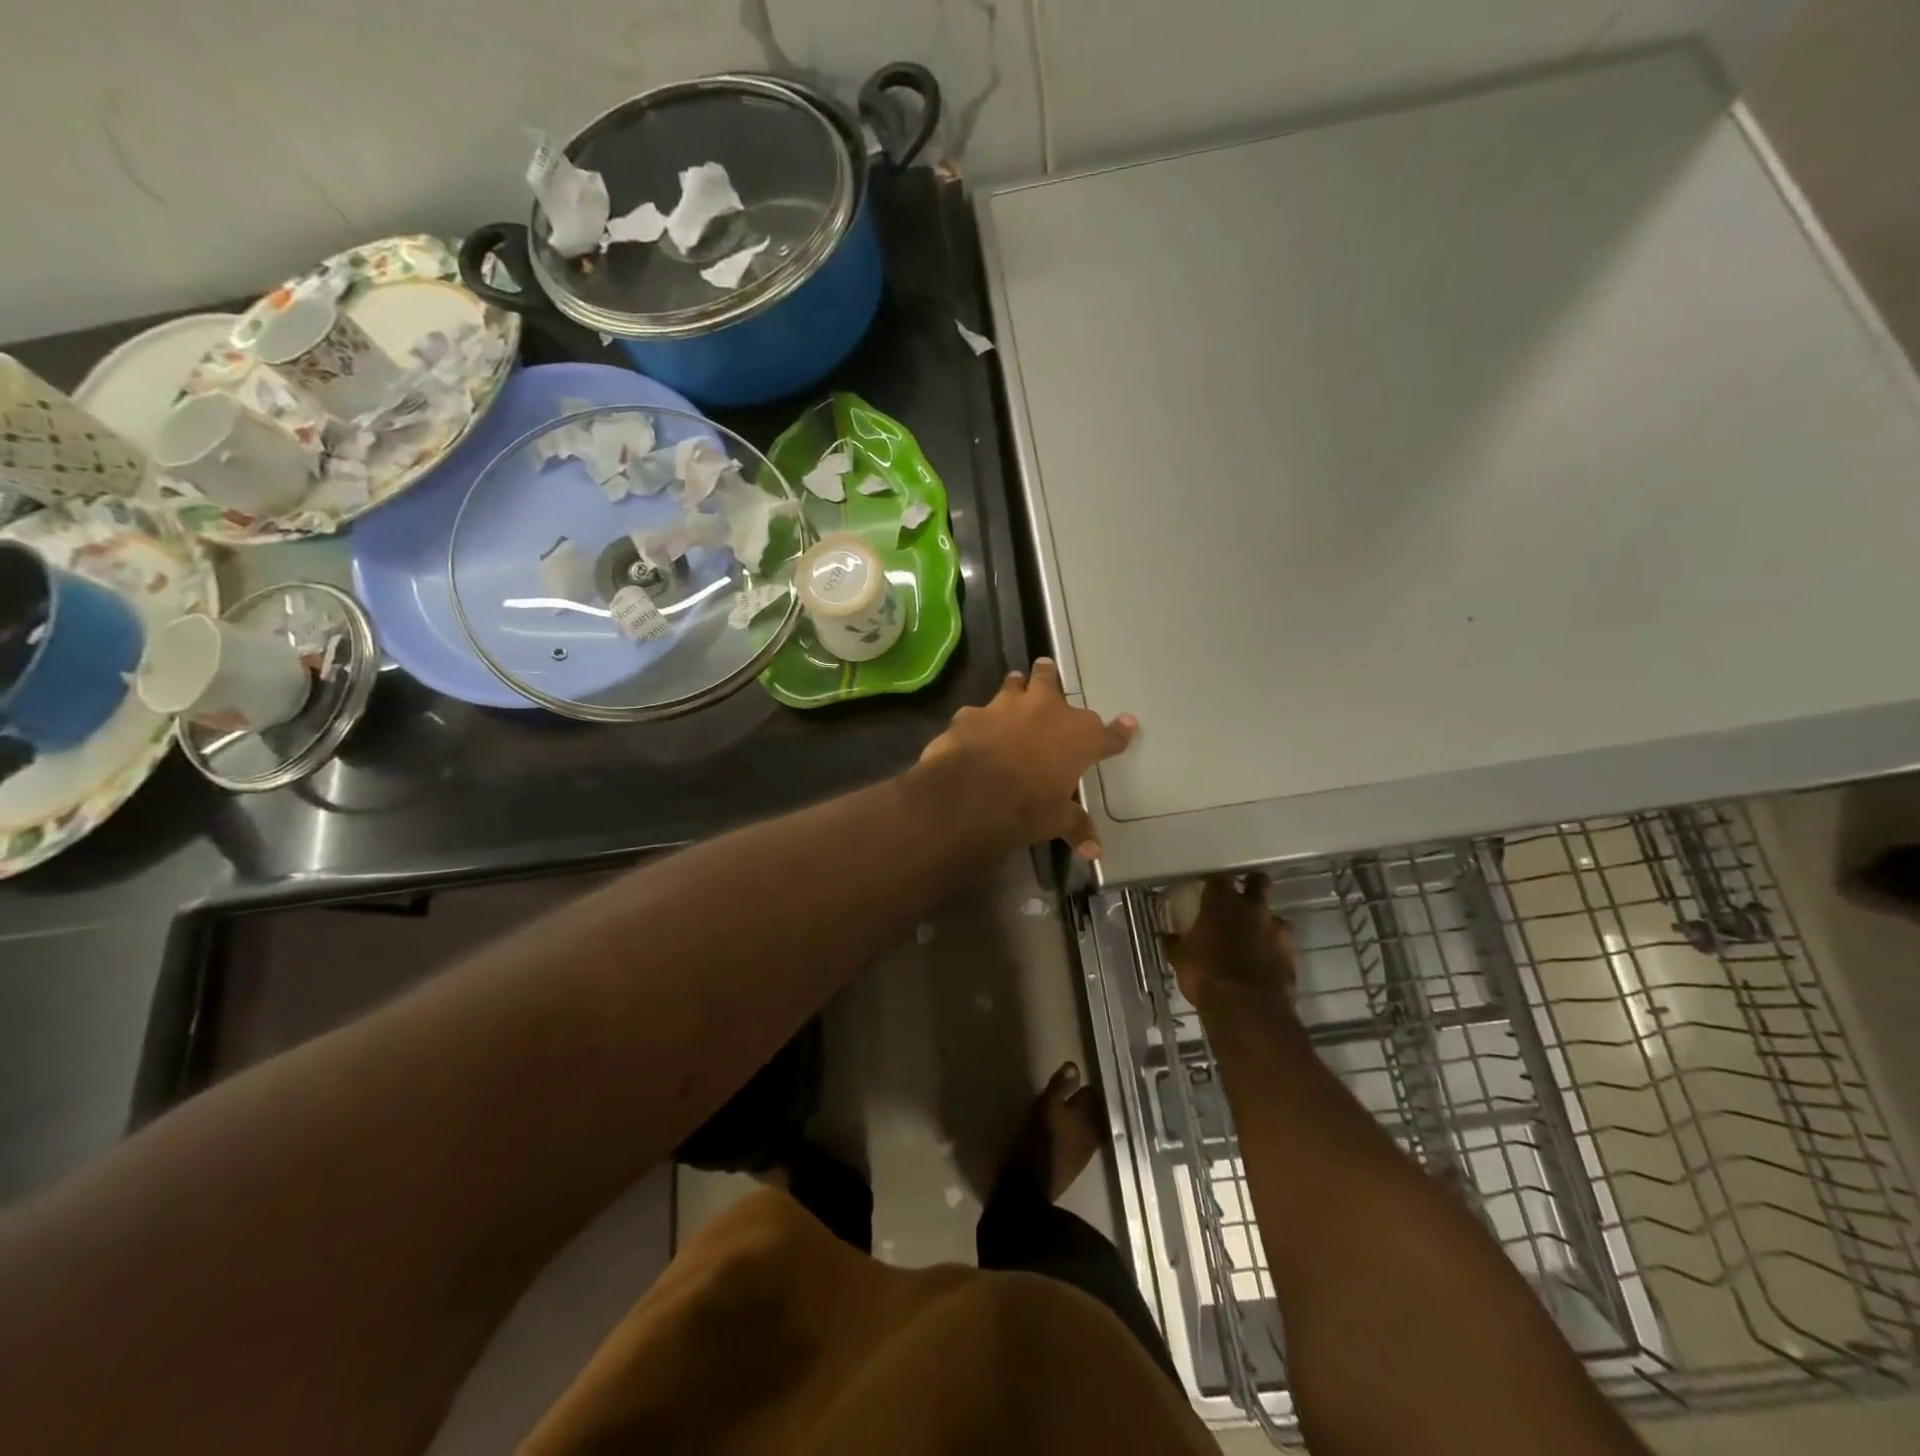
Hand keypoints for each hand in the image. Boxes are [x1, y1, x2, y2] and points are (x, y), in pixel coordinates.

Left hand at [919, 659, 1136, 857]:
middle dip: (1049, 677)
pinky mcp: (972, 714)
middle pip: (1052, 682)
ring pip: (1014, 684)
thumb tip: (1095, 852)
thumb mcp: (1057, 820)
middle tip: (1046, 669)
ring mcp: (1006, 706)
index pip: (1108, 735)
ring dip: (1016, 685)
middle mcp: (1047, 711)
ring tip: (1015, 682)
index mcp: (1079, 736)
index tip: (1129, 723)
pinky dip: (979, 720)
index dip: (1119, 732)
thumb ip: (1076, 826)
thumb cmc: (1029, 805)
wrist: (974, 792)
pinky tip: (974, 728)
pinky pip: (977, 713)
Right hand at [1164, 874, 1296, 1010]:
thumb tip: (1167, 937)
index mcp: (1220, 902)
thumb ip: (1175, 943)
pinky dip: (1274, 948)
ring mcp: (1275, 928)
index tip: (1209, 888)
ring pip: (1273, 915)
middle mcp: (1250, 907)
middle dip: (1253, 885)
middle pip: (1258, 882)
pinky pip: (1282, 943)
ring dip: (1264, 923)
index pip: (1218, 878)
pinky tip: (1265, 961)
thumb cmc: (1205, 975)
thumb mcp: (1180, 959)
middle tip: (1242, 898)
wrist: (1247, 1007)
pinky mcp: (1291, 952)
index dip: (1214, 882)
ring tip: (1254, 939)